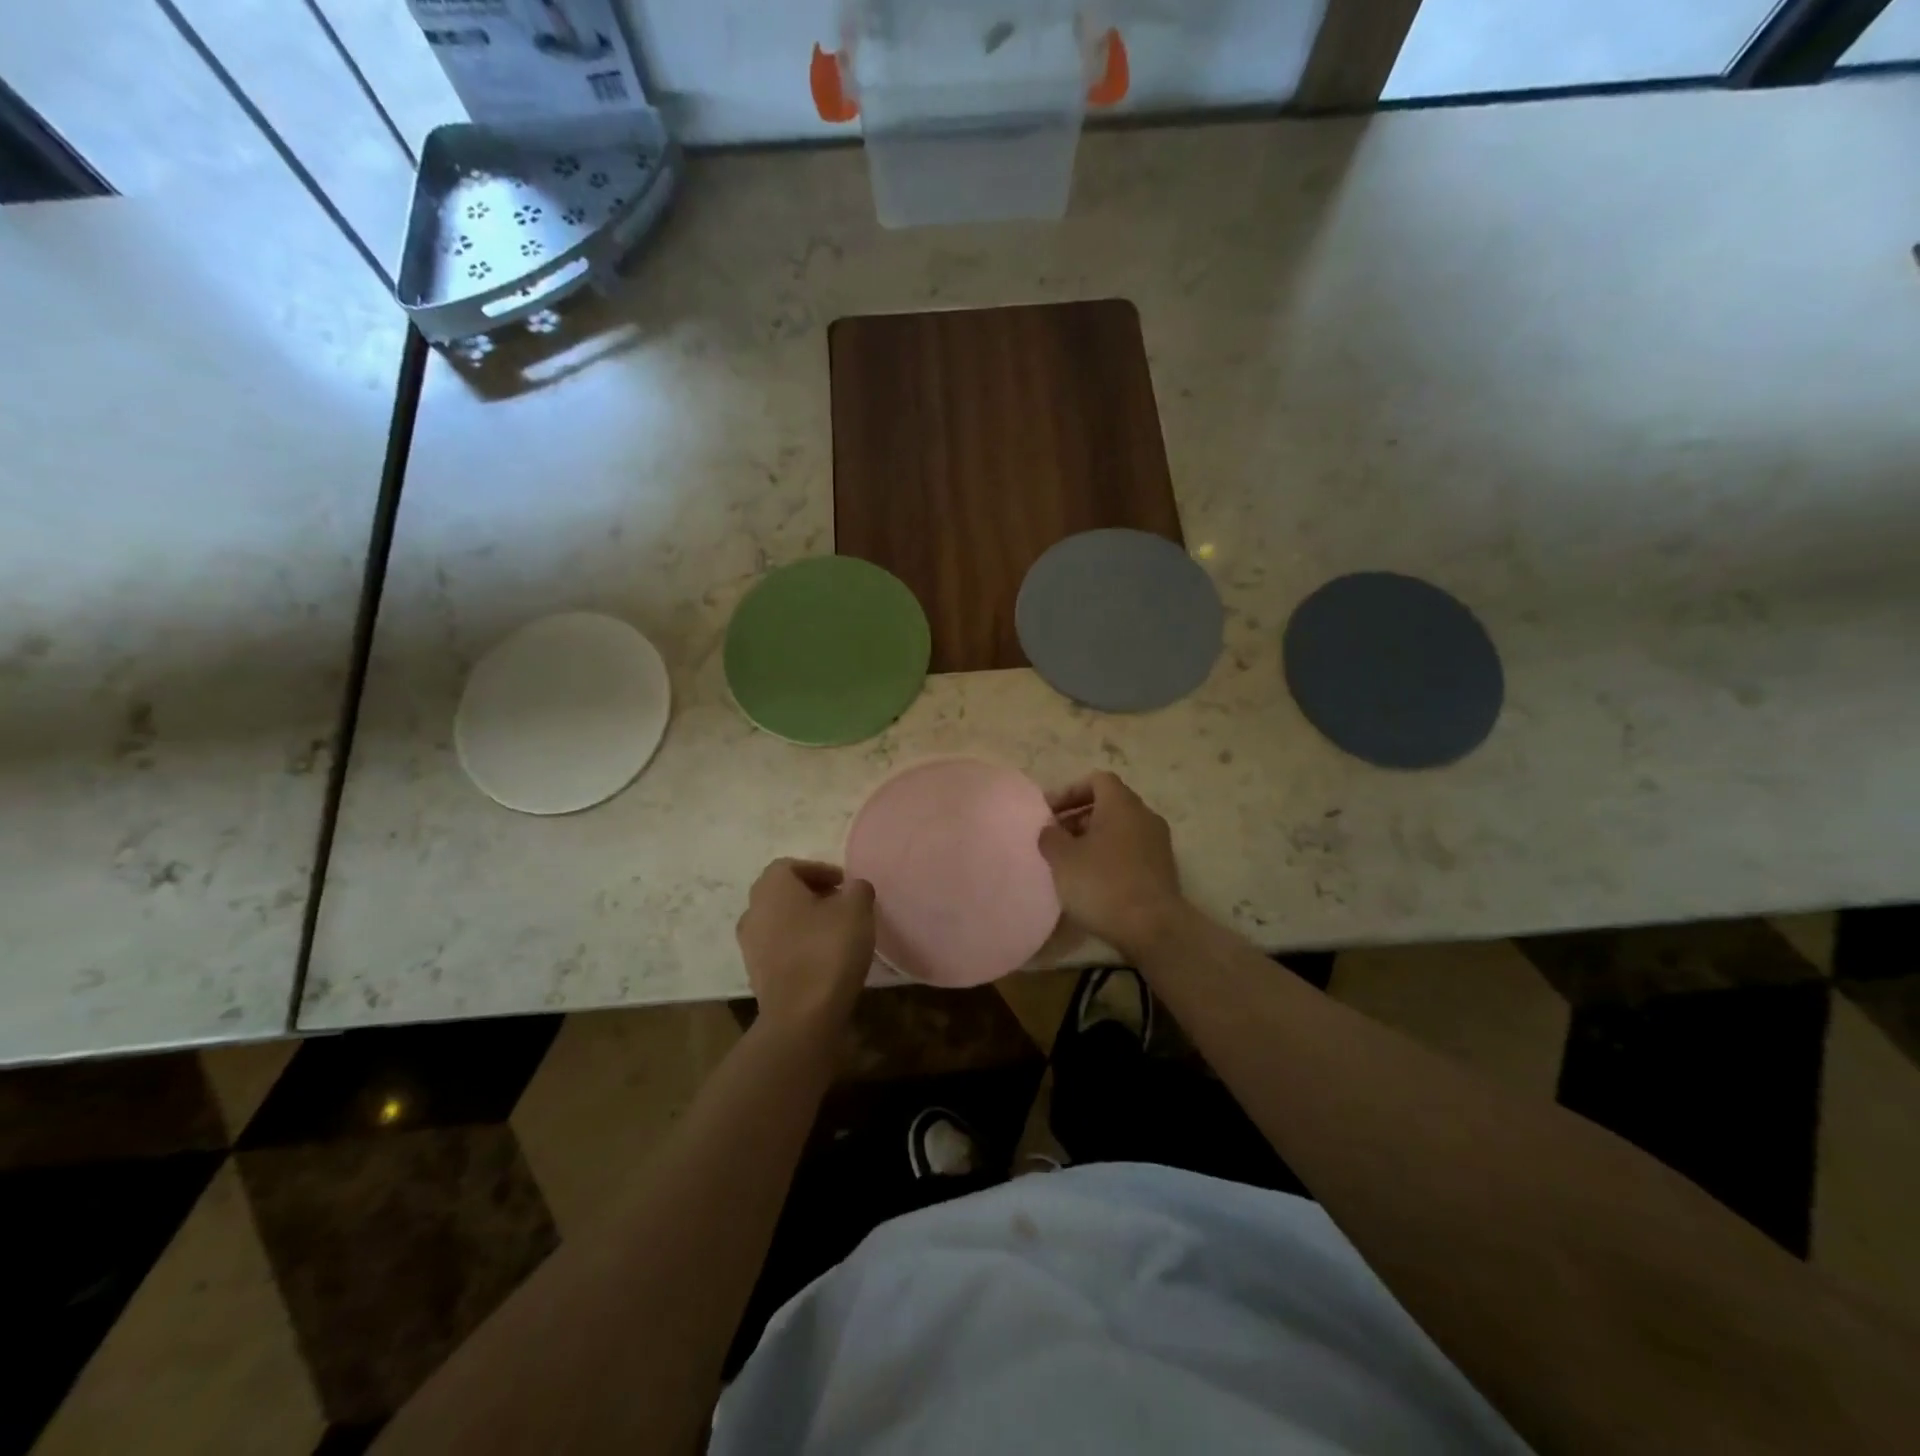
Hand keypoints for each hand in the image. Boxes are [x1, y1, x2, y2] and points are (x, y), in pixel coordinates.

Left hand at [736, 859, 874, 1035]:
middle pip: (782, 892)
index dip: (819, 870)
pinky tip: (822, 958)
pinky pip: (778, 947)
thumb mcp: (857, 909)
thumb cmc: (828, 951)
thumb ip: (857, 888)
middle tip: (841, 904)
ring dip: (804, 921)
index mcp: (772, 887)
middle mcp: (753, 910)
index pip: (791, 866)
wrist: (801, 1017)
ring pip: (779, 920)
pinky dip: (797, 945)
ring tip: (835, 932)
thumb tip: (853, 888)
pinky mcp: (756, 973)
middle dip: (811, 894)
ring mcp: (750, 945)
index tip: (844, 884)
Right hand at [1037, 772, 1186, 958]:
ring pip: (1120, 829)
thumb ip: (1050, 836)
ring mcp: (1158, 843)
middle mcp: (1144, 816)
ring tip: (1070, 862)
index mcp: (1122, 804)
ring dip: (1093, 839)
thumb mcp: (1063, 859)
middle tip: (1055, 838)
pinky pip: (1130, 851)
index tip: (1049, 813)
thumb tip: (1051, 829)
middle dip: (1078, 817)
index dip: (1069, 791)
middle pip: (1109, 804)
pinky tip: (1092, 881)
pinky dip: (1110, 856)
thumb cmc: (1103, 884)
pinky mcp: (1162, 869)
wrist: (1153, 928)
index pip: (1097, 780)